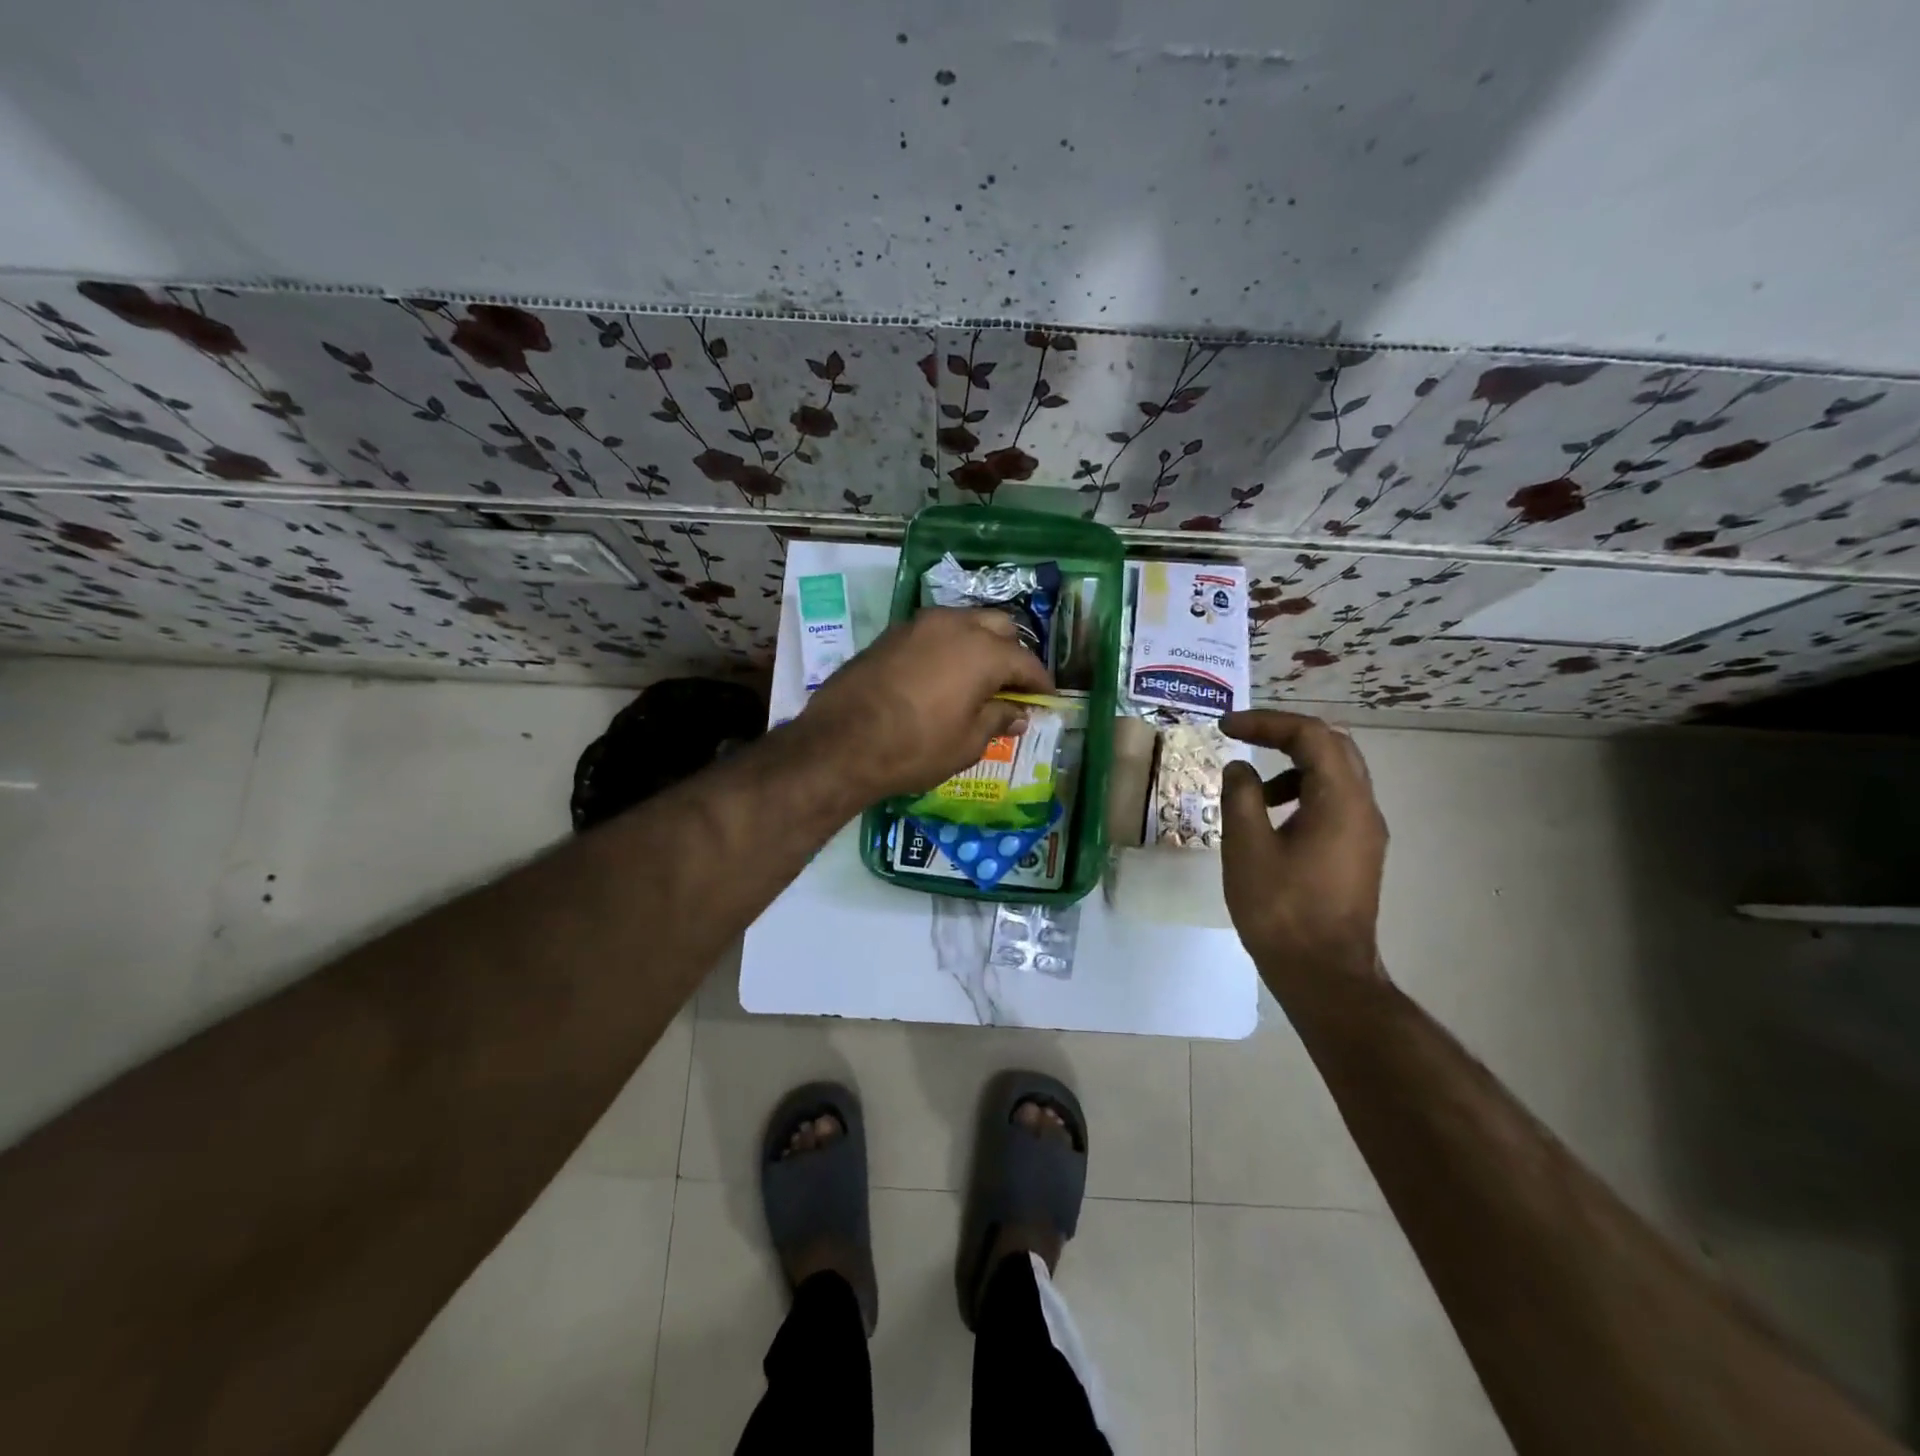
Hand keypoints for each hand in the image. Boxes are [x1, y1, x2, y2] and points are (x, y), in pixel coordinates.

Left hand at [798, 607, 1052, 800]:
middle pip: (999, 627)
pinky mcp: (892, 633)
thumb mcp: (966, 743)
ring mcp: (919, 624)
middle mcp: (954, 625)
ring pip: (964, 621)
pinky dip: (949, 645)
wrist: (840, 743)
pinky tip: (945, 672)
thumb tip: (1018, 714)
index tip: (1046, 698)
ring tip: (980, 675)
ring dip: (980, 643)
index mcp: (982, 651)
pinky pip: (934, 631)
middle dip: (1012, 652)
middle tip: (1013, 683)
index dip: (1039, 682)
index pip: (1025, 661)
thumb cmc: (914, 747)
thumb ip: (997, 721)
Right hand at [1219, 710, 1388, 983]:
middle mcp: (1363, 808)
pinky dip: (1301, 793)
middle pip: (1332, 746)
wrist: (1323, 974)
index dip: (1266, 722)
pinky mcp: (1357, 853)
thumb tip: (1239, 768)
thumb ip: (1241, 796)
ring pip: (1335, 775)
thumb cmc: (1281, 908)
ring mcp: (1365, 832)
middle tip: (1242, 737)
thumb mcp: (1247, 847)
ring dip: (1292, 766)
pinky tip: (1270, 820)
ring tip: (1251, 788)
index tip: (1226, 728)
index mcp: (1340, 800)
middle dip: (1284, 735)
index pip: (1311, 735)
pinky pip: (1334, 802)